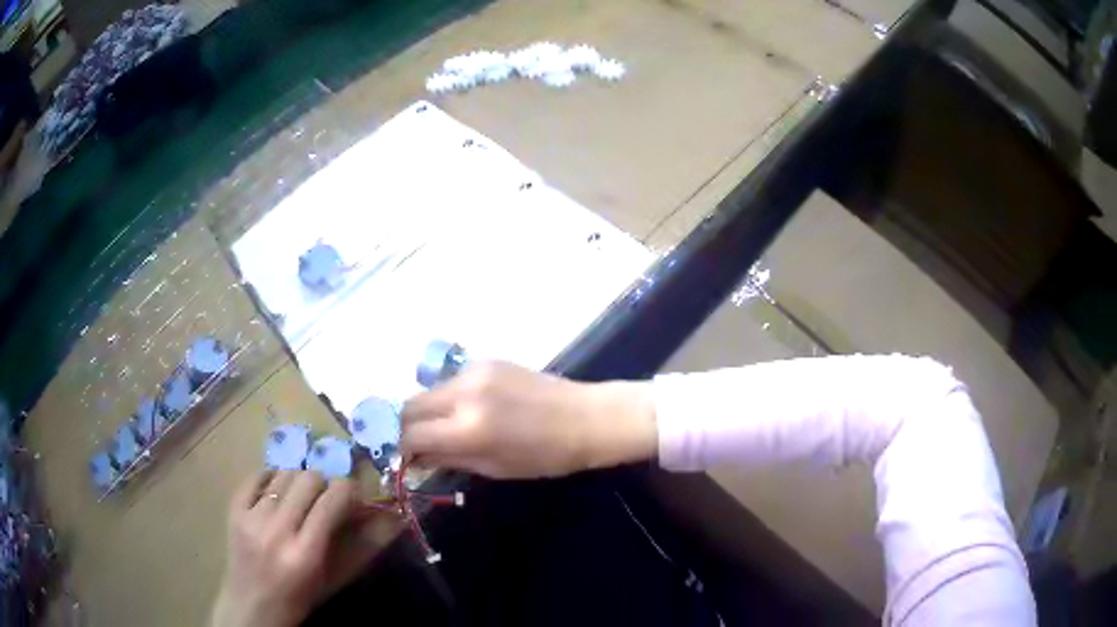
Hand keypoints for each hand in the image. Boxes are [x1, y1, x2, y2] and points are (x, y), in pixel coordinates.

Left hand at [211, 471, 356, 626]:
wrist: (252, 607)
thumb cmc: (298, 599)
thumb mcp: (330, 579)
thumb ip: (352, 545)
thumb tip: (375, 513)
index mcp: (306, 554)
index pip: (331, 502)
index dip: (348, 490)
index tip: (354, 494)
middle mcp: (277, 531)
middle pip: (308, 480)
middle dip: (325, 483)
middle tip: (327, 497)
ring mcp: (251, 518)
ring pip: (283, 474)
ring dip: (299, 480)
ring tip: (301, 496)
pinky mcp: (234, 511)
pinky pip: (255, 477)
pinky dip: (270, 478)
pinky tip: (277, 490)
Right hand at [400, 361, 656, 478]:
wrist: (586, 418)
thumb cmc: (545, 456)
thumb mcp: (494, 467)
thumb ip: (448, 458)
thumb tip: (414, 457)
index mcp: (468, 428)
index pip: (410, 434)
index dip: (399, 448)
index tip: (401, 457)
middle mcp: (464, 392)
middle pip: (409, 405)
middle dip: (404, 426)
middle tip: (412, 443)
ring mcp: (475, 370)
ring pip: (428, 390)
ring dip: (425, 410)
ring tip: (439, 428)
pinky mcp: (487, 360)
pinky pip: (451, 380)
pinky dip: (447, 397)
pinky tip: (465, 409)